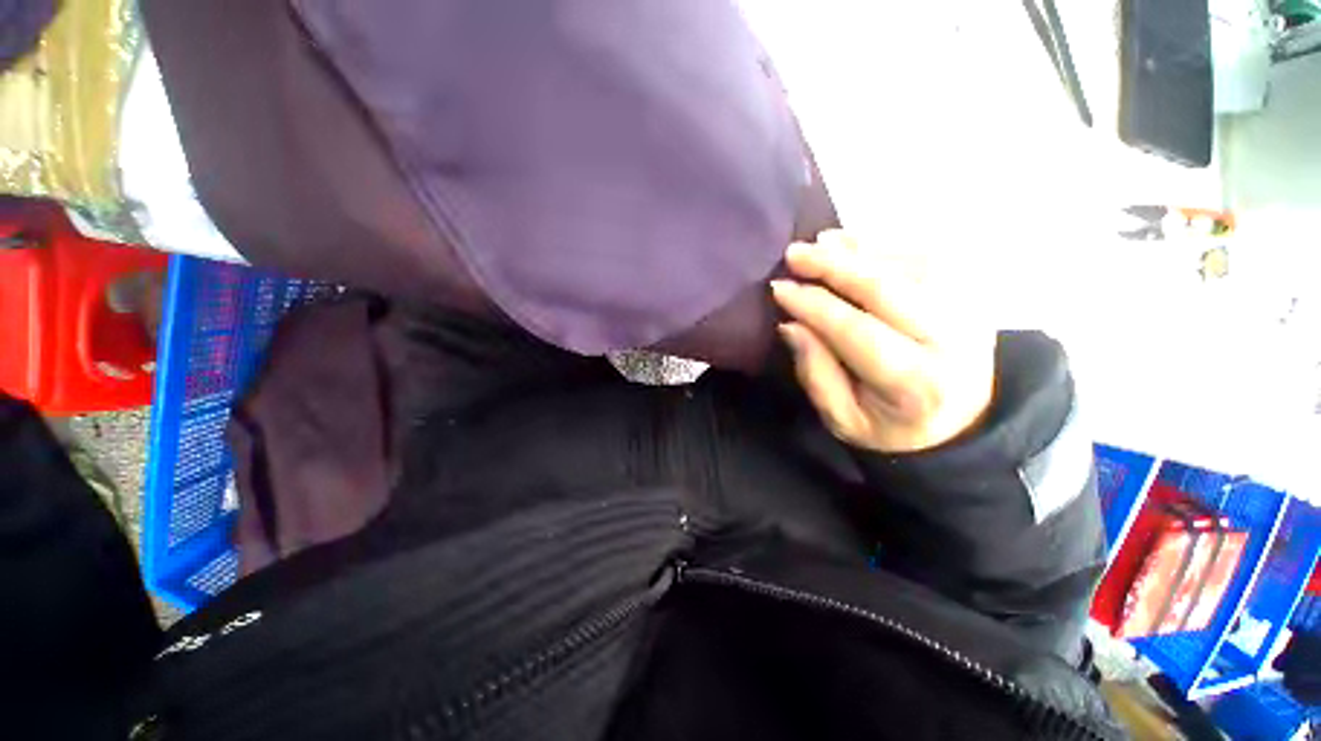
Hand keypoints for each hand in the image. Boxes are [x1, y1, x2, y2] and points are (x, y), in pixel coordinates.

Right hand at [771, 230, 994, 452]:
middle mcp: (951, 341)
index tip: (779, 288)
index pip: (855, 330)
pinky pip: (929, 256)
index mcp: (915, 383)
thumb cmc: (890, 425)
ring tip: (822, 242)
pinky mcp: (973, 295)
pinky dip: (888, 245)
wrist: (960, 424)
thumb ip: (815, 372)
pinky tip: (857, 243)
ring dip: (860, 248)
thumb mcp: (842, 418)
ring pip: (909, 263)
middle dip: (834, 265)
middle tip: (794, 253)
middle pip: (886, 287)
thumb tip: (792, 324)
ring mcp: (970, 311)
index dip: (813, 305)